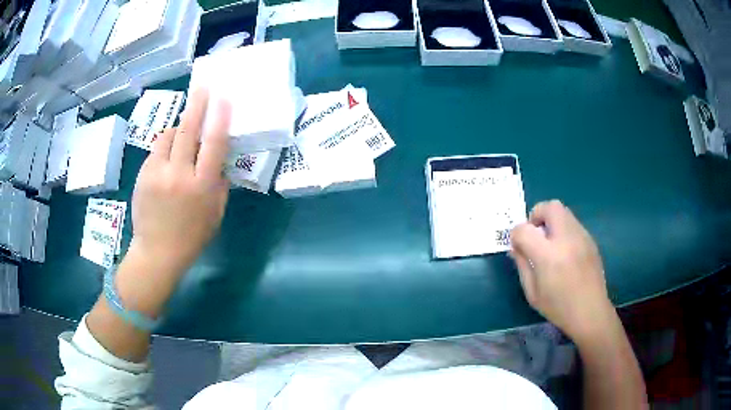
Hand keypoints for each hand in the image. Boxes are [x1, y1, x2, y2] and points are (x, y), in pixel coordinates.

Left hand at [130, 88, 231, 276]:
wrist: (157, 252)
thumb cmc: (192, 236)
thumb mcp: (215, 213)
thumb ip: (219, 184)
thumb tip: (219, 159)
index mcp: (202, 187)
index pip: (213, 144)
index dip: (219, 118)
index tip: (223, 99)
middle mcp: (179, 175)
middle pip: (188, 131)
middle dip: (197, 106)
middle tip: (203, 88)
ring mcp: (158, 173)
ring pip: (169, 136)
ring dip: (178, 126)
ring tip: (184, 122)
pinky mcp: (143, 174)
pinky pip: (156, 149)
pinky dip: (165, 143)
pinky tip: (168, 150)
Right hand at [510, 200, 614, 343]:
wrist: (590, 312)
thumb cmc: (558, 308)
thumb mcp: (532, 292)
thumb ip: (522, 265)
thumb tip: (516, 246)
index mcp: (548, 256)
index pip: (524, 229)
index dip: (516, 234)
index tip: (517, 246)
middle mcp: (566, 239)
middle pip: (549, 207)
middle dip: (537, 215)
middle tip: (535, 234)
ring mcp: (581, 237)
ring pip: (563, 211)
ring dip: (551, 221)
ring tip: (550, 243)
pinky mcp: (590, 240)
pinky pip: (573, 223)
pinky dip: (563, 230)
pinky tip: (565, 252)